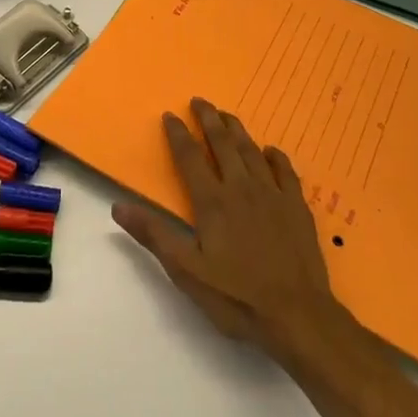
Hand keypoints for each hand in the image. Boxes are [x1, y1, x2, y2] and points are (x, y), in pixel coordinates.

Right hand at [113, 97, 346, 361]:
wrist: (298, 316)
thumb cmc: (237, 297)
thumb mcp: (186, 271)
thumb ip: (154, 235)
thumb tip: (118, 207)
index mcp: (212, 201)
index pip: (190, 157)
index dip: (178, 134)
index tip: (170, 115)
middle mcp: (241, 188)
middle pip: (223, 144)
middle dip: (209, 119)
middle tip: (200, 100)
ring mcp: (273, 195)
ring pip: (252, 151)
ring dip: (238, 130)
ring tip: (227, 115)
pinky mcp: (297, 207)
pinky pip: (286, 171)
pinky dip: (275, 157)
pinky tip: (271, 151)